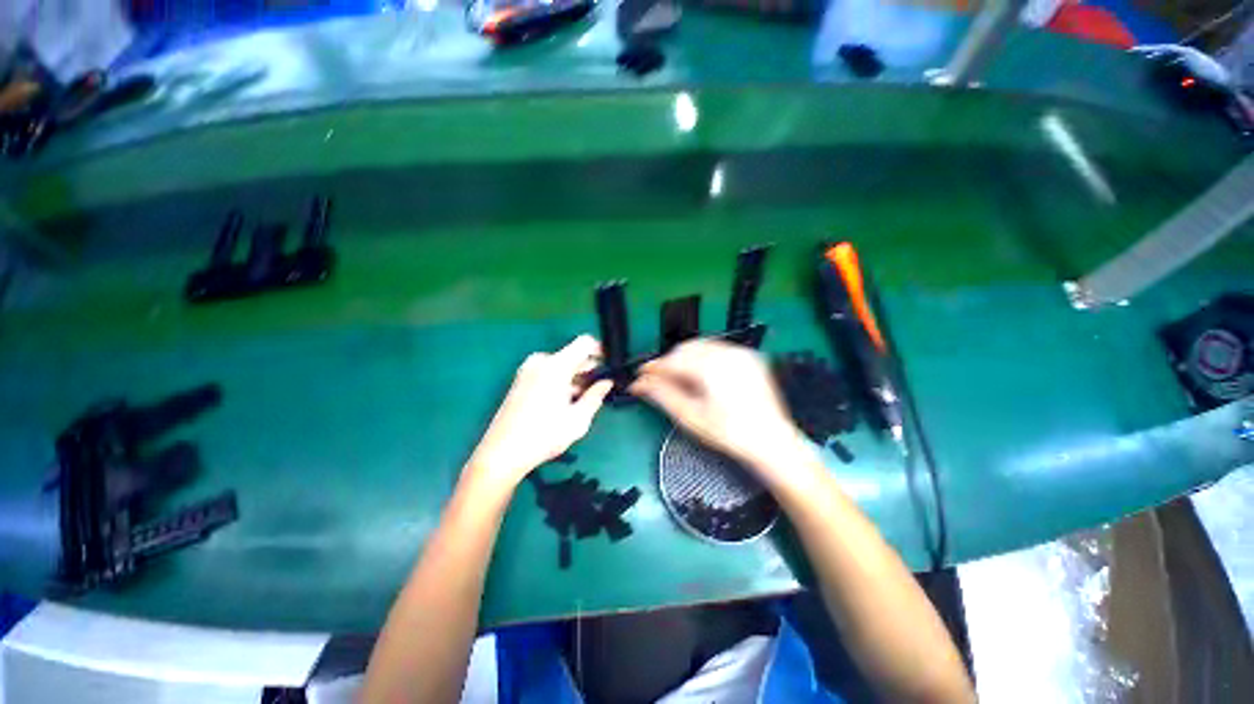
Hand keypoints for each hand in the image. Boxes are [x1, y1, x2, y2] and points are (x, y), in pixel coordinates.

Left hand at [468, 336, 613, 490]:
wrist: (502, 453)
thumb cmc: (544, 436)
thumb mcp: (578, 419)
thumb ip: (596, 396)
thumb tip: (606, 383)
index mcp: (556, 366)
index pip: (585, 343)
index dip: (600, 351)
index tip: (609, 366)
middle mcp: (540, 361)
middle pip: (572, 355)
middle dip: (588, 369)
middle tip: (599, 388)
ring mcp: (528, 370)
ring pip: (561, 365)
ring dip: (574, 377)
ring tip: (582, 400)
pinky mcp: (521, 380)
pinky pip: (548, 371)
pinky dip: (560, 381)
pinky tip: (564, 402)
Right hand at [631, 339, 811, 481]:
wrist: (772, 442)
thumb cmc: (730, 433)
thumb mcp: (691, 417)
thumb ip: (662, 395)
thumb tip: (640, 383)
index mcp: (711, 367)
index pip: (672, 360)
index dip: (653, 368)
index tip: (640, 376)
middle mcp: (726, 353)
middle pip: (685, 349)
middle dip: (669, 363)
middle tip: (657, 380)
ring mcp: (740, 353)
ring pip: (700, 346)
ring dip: (684, 359)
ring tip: (678, 379)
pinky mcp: (748, 357)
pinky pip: (717, 348)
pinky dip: (702, 357)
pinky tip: (700, 375)